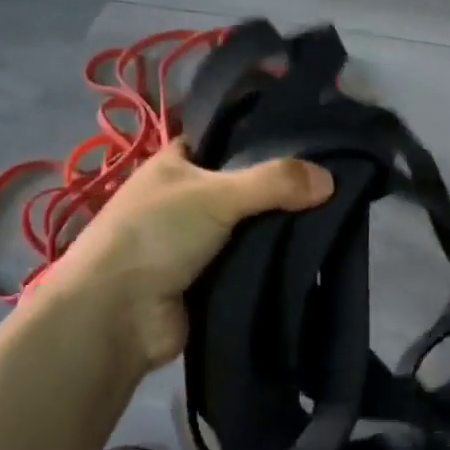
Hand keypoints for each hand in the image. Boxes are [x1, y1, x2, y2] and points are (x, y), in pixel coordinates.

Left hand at [32, 141, 333, 370]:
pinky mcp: (208, 278)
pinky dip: (272, 257)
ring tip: (333, 212)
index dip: (261, 134)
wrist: (116, 316)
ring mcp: (195, 240)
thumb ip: (274, 181)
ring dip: (279, 224)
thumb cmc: (157, 234)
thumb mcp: (217, 194)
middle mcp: (185, 197)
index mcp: (176, 163)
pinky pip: (249, 259)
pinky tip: (311, 250)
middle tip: (331, 178)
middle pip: (243, 183)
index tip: (308, 135)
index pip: (225, 138)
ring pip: (249, 224)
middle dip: (280, 185)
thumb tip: (331, 180)